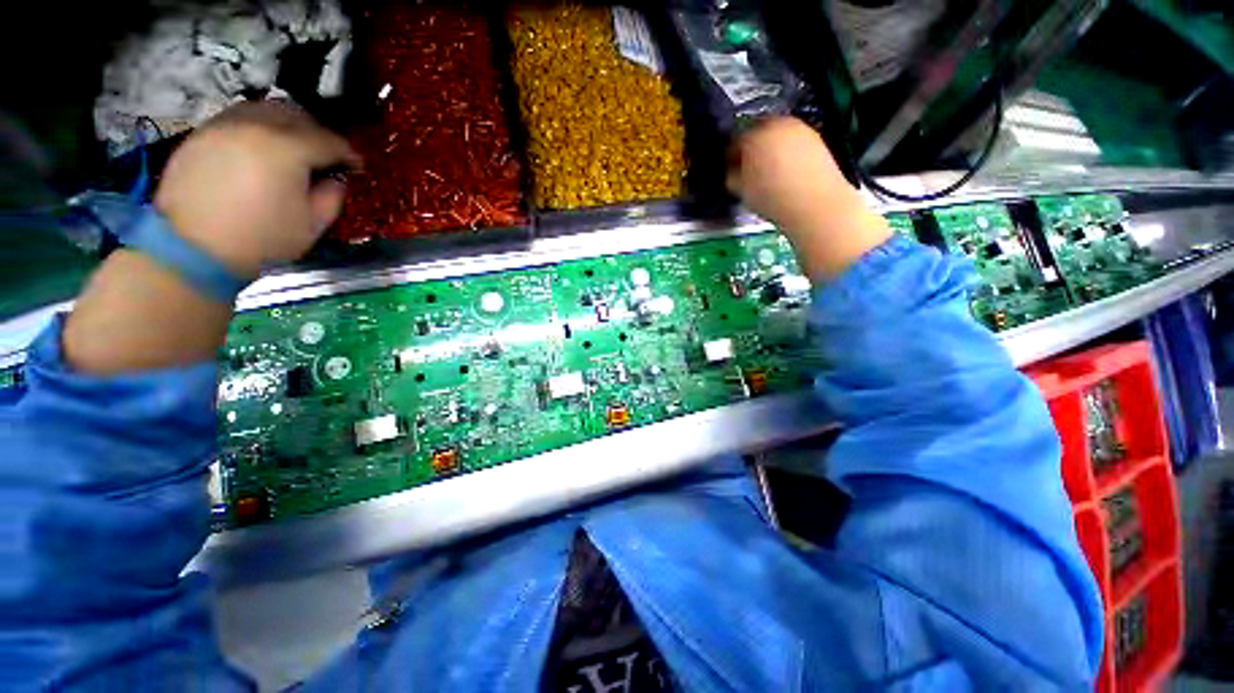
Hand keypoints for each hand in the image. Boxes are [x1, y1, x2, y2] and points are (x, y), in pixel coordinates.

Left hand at [154, 101, 359, 277]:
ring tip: (292, 147)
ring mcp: (223, 126)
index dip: (348, 154)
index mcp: (287, 150)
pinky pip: (237, 119)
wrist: (193, 249)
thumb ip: (331, 196)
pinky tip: (261, 150)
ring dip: (285, 124)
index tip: (356, 167)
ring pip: (263, 108)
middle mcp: (255, 126)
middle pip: (295, 113)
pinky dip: (257, 128)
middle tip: (325, 154)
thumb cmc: (262, 239)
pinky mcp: (200, 134)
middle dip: (317, 131)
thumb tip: (334, 179)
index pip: (328, 141)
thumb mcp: (313, 225)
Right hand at [727, 117, 889, 280]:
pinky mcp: (817, 139)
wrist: (814, 204)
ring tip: (767, 174)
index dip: (730, 157)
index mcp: (754, 135)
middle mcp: (777, 124)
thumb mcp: (741, 190)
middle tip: (747, 170)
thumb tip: (733, 172)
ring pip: (777, 136)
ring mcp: (800, 129)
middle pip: (758, 132)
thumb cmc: (771, 197)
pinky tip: (785, 175)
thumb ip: (733, 176)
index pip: (734, 141)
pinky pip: (794, 143)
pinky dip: (787, 154)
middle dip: (751, 149)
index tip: (729, 170)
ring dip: (770, 150)